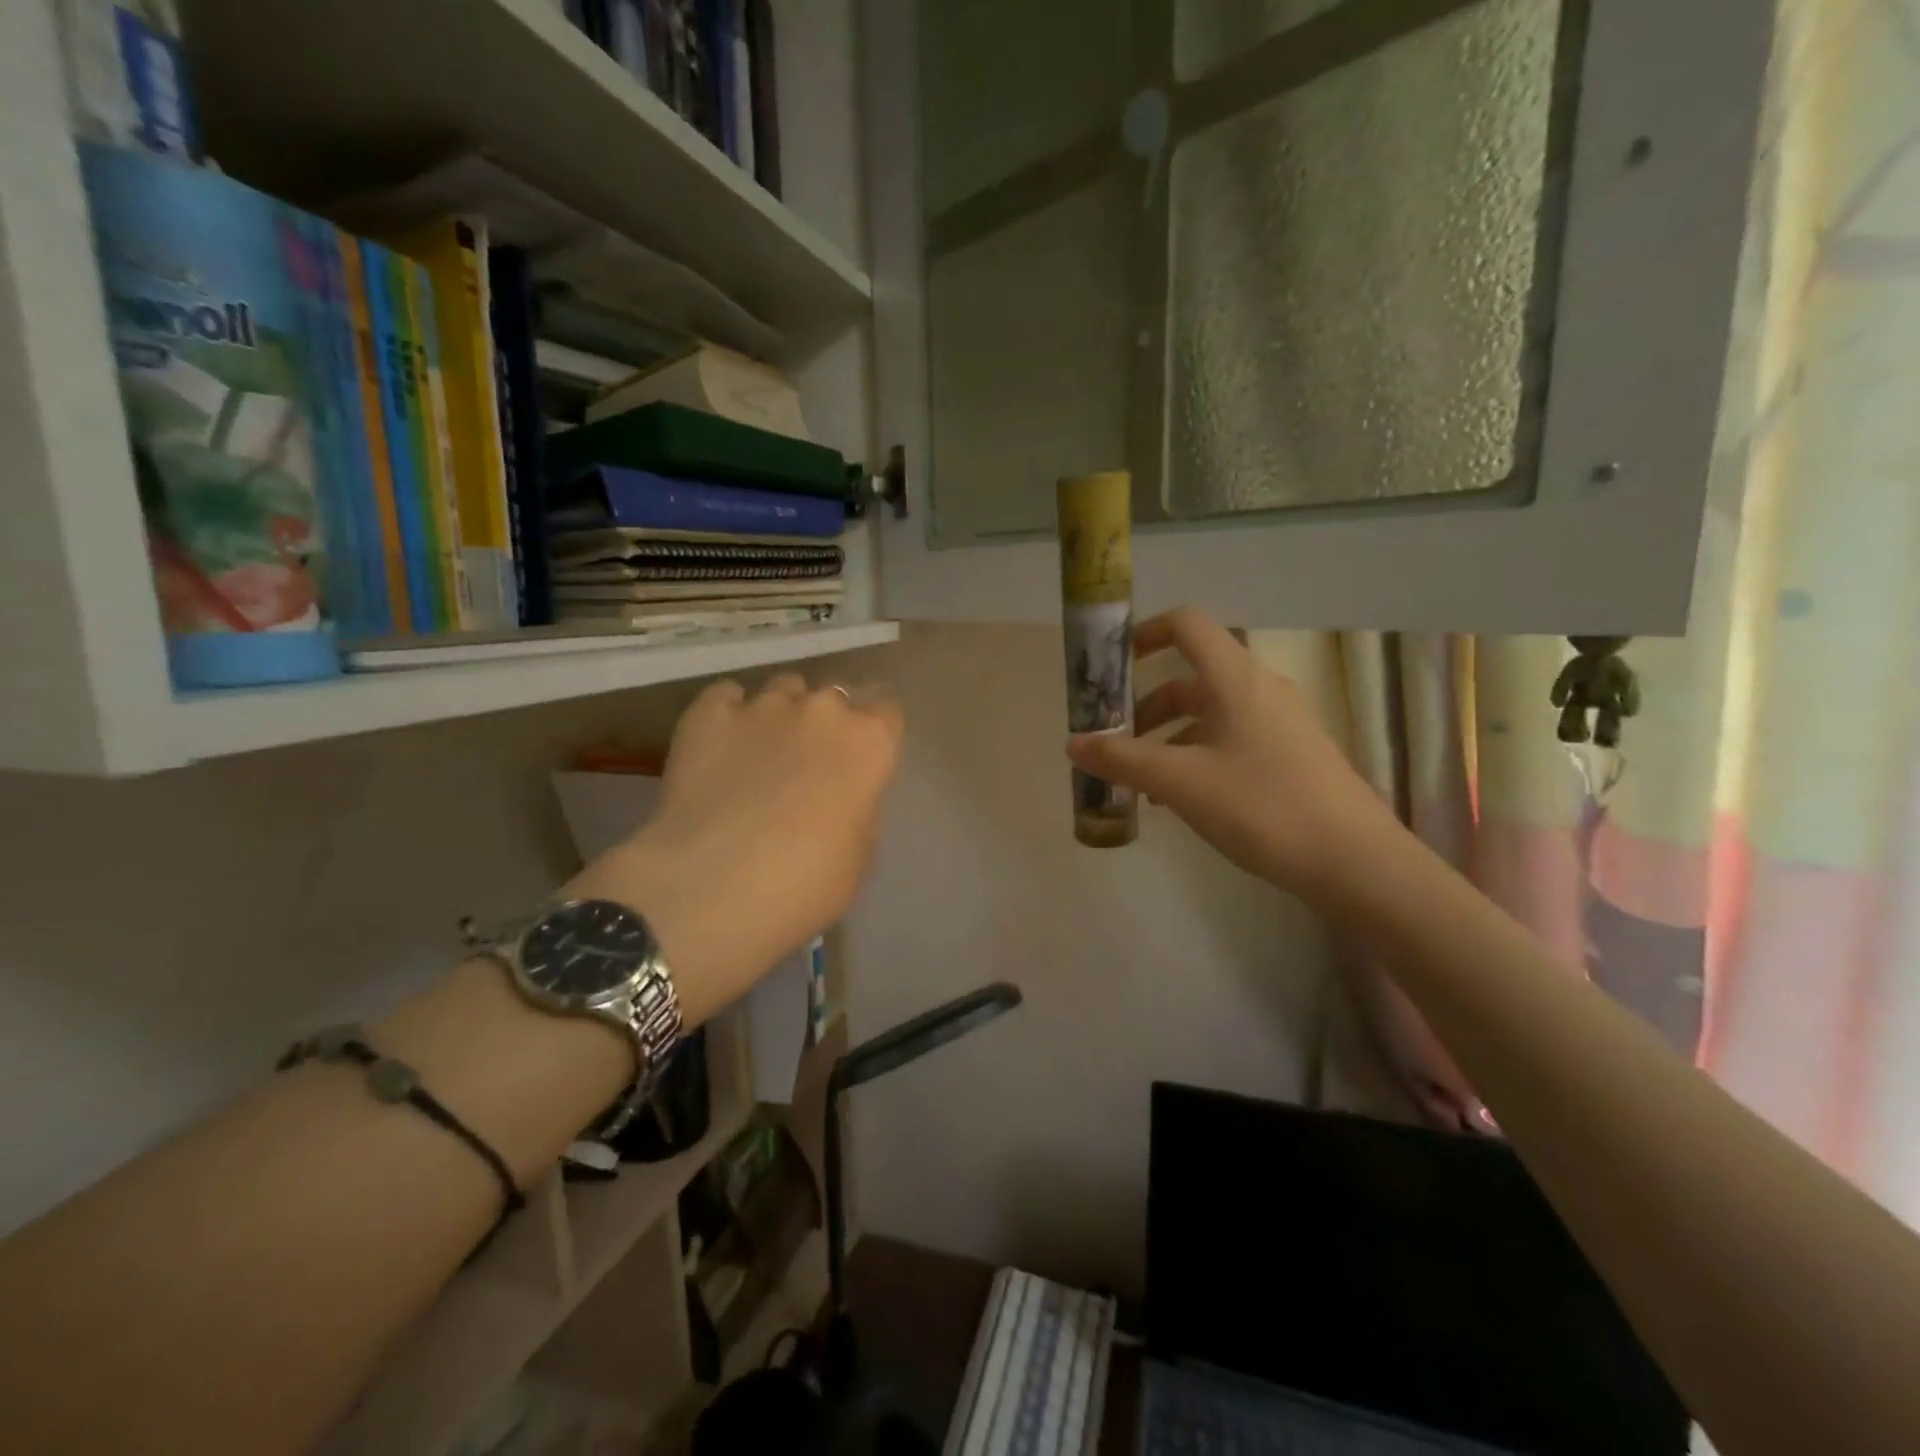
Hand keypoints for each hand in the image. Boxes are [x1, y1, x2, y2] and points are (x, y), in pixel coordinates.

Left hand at [569, 673, 903, 1023]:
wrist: (715, 886)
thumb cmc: (807, 882)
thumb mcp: (859, 854)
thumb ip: (858, 807)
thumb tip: (841, 796)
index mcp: (870, 741)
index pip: (885, 713)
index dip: (871, 738)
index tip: (858, 764)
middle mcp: (822, 709)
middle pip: (832, 698)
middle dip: (824, 724)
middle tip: (806, 765)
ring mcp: (763, 705)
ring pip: (782, 690)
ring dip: (779, 715)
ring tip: (758, 755)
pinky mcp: (707, 712)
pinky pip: (725, 697)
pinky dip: (727, 716)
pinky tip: (718, 749)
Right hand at [1066, 608, 1396, 902]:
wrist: (1354, 861)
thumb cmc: (1261, 806)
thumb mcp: (1179, 782)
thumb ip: (1121, 759)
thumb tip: (1072, 743)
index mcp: (1235, 678)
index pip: (1186, 626)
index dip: (1145, 633)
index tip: (1112, 664)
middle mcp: (1261, 689)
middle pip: (1192, 678)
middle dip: (1147, 707)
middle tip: (1116, 741)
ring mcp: (1282, 722)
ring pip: (1211, 714)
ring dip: (1170, 738)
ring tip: (1142, 782)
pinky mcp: (1293, 754)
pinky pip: (1233, 739)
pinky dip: (1198, 756)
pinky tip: (1182, 800)